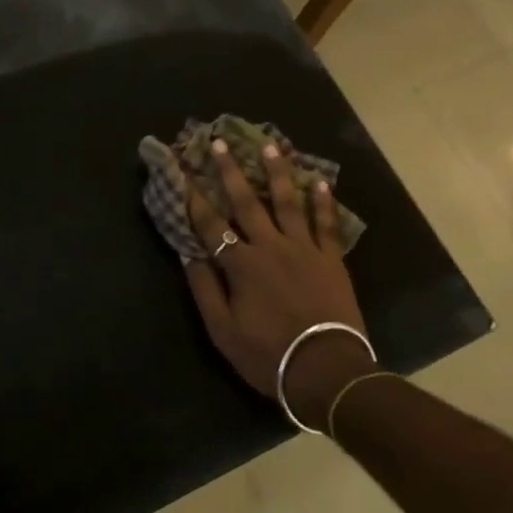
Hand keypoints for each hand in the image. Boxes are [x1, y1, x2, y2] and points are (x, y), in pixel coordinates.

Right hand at [184, 141, 377, 430]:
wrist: (327, 370)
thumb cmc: (269, 355)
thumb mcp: (223, 331)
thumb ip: (205, 289)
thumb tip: (189, 253)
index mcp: (241, 265)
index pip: (210, 224)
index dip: (193, 196)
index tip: (181, 171)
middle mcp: (270, 247)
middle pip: (246, 202)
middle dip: (230, 170)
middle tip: (219, 142)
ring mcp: (304, 249)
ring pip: (287, 202)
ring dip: (277, 173)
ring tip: (271, 146)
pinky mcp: (331, 259)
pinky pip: (326, 224)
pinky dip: (323, 202)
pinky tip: (320, 181)